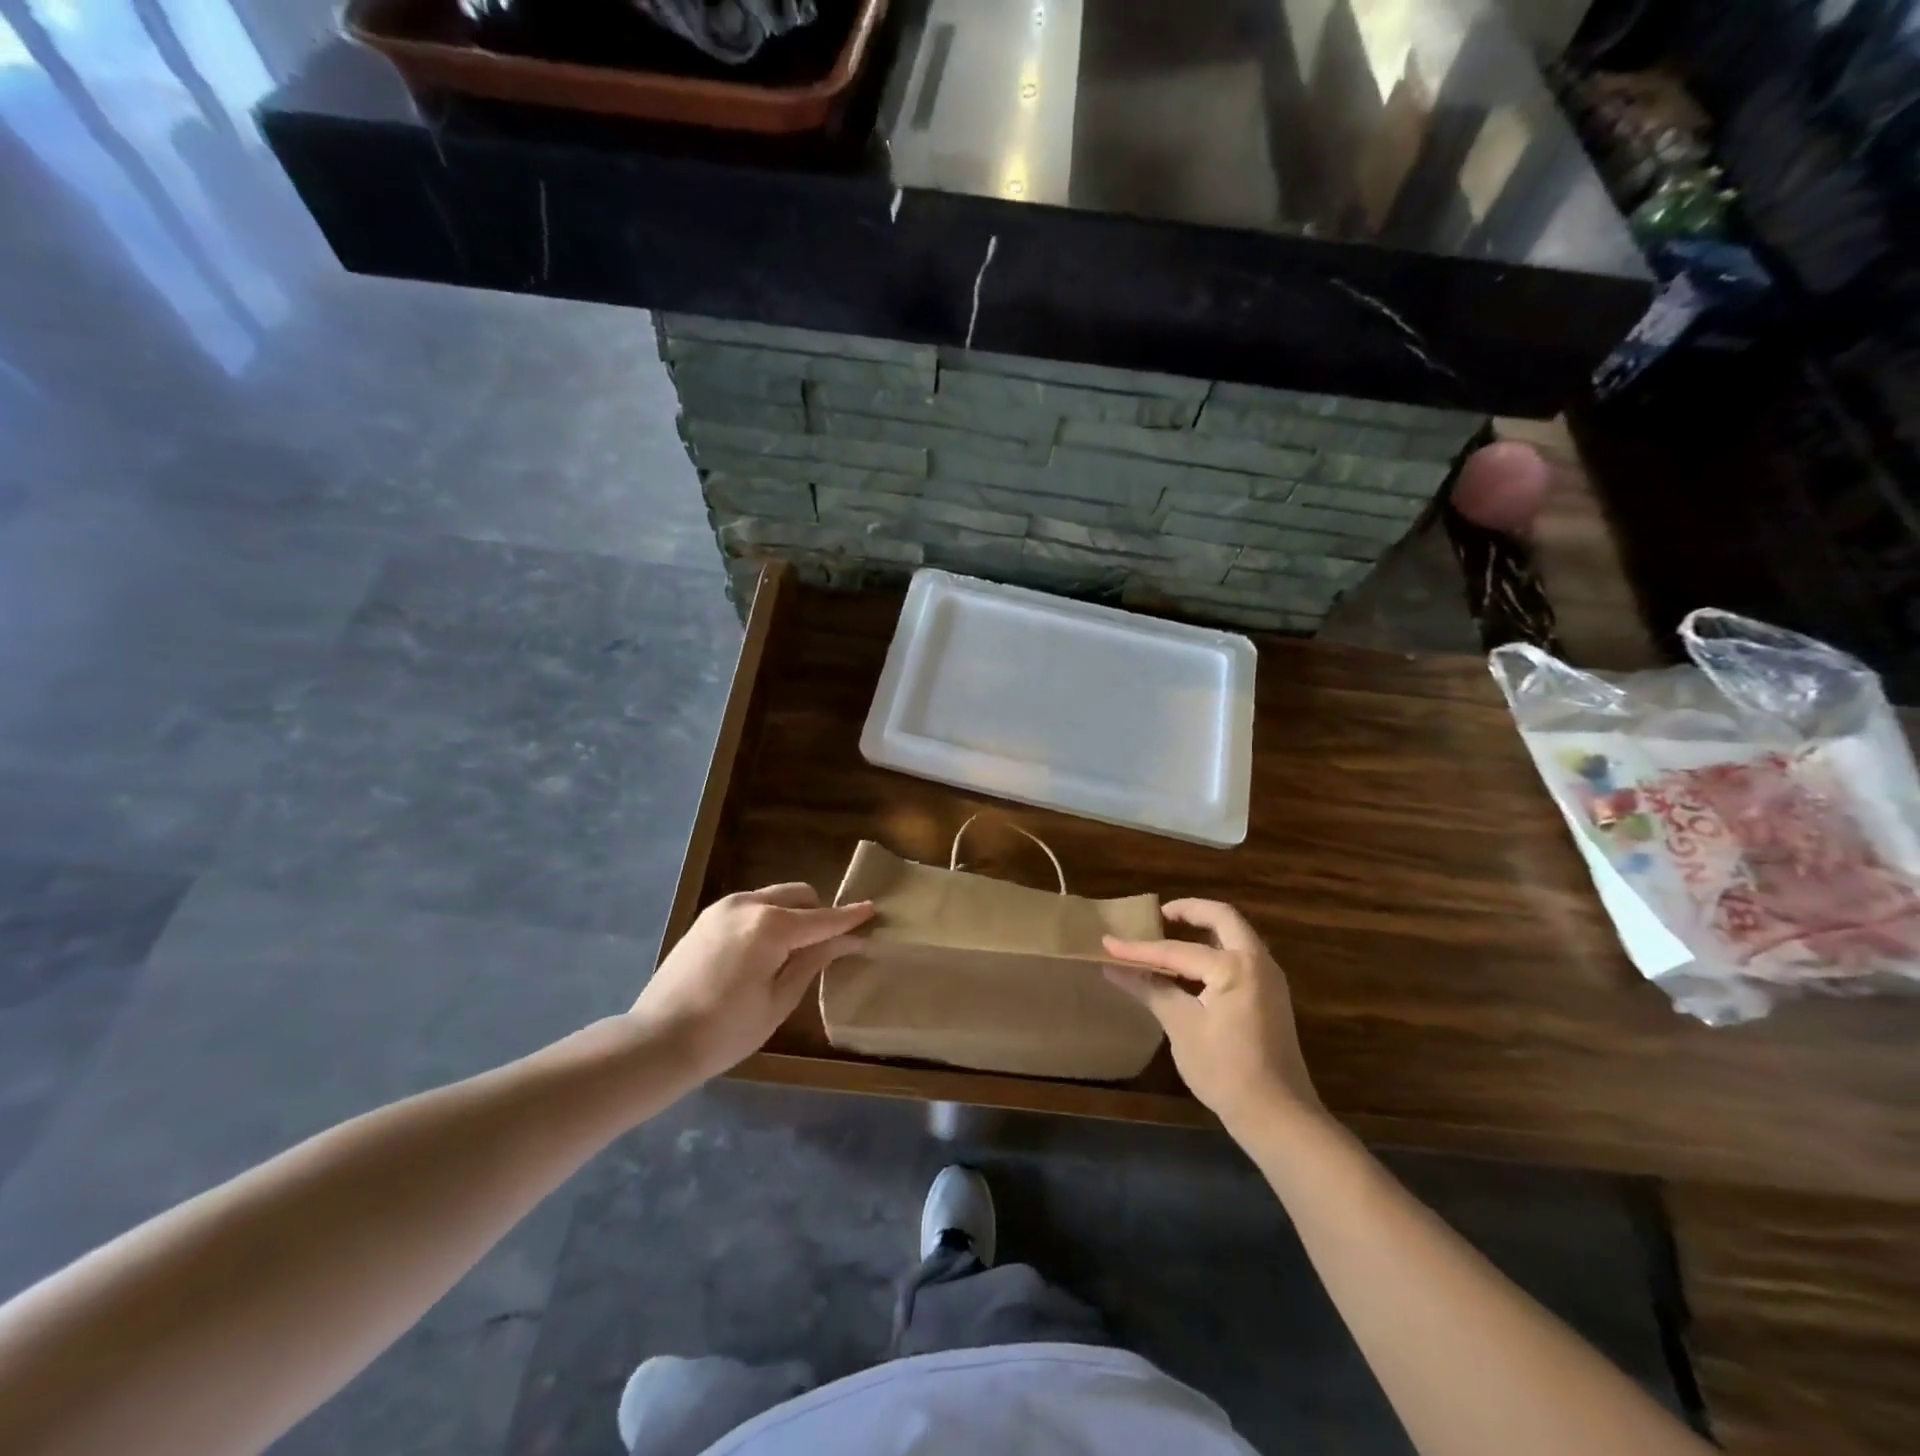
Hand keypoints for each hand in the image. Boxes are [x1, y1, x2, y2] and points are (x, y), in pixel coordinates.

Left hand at [633, 884, 873, 1082]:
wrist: (656, 1041)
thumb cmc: (725, 1031)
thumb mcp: (779, 1000)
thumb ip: (813, 960)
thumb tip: (846, 940)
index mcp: (770, 925)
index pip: (822, 918)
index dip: (849, 918)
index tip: (873, 911)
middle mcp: (748, 904)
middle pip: (798, 895)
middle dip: (818, 913)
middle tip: (827, 945)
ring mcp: (723, 907)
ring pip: (774, 897)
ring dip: (792, 915)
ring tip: (794, 952)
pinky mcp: (707, 917)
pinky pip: (752, 907)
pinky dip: (769, 919)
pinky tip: (765, 952)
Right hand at [1103, 900, 1319, 1133]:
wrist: (1278, 1117)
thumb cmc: (1225, 1069)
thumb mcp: (1181, 1026)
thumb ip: (1149, 988)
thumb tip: (1112, 967)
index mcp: (1235, 966)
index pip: (1176, 951)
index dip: (1139, 949)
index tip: (1107, 943)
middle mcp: (1257, 962)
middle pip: (1223, 919)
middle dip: (1190, 911)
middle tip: (1159, 915)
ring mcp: (1269, 980)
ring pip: (1236, 936)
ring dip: (1206, 929)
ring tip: (1171, 935)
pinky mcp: (1271, 999)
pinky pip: (1241, 958)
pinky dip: (1216, 951)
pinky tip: (1192, 969)